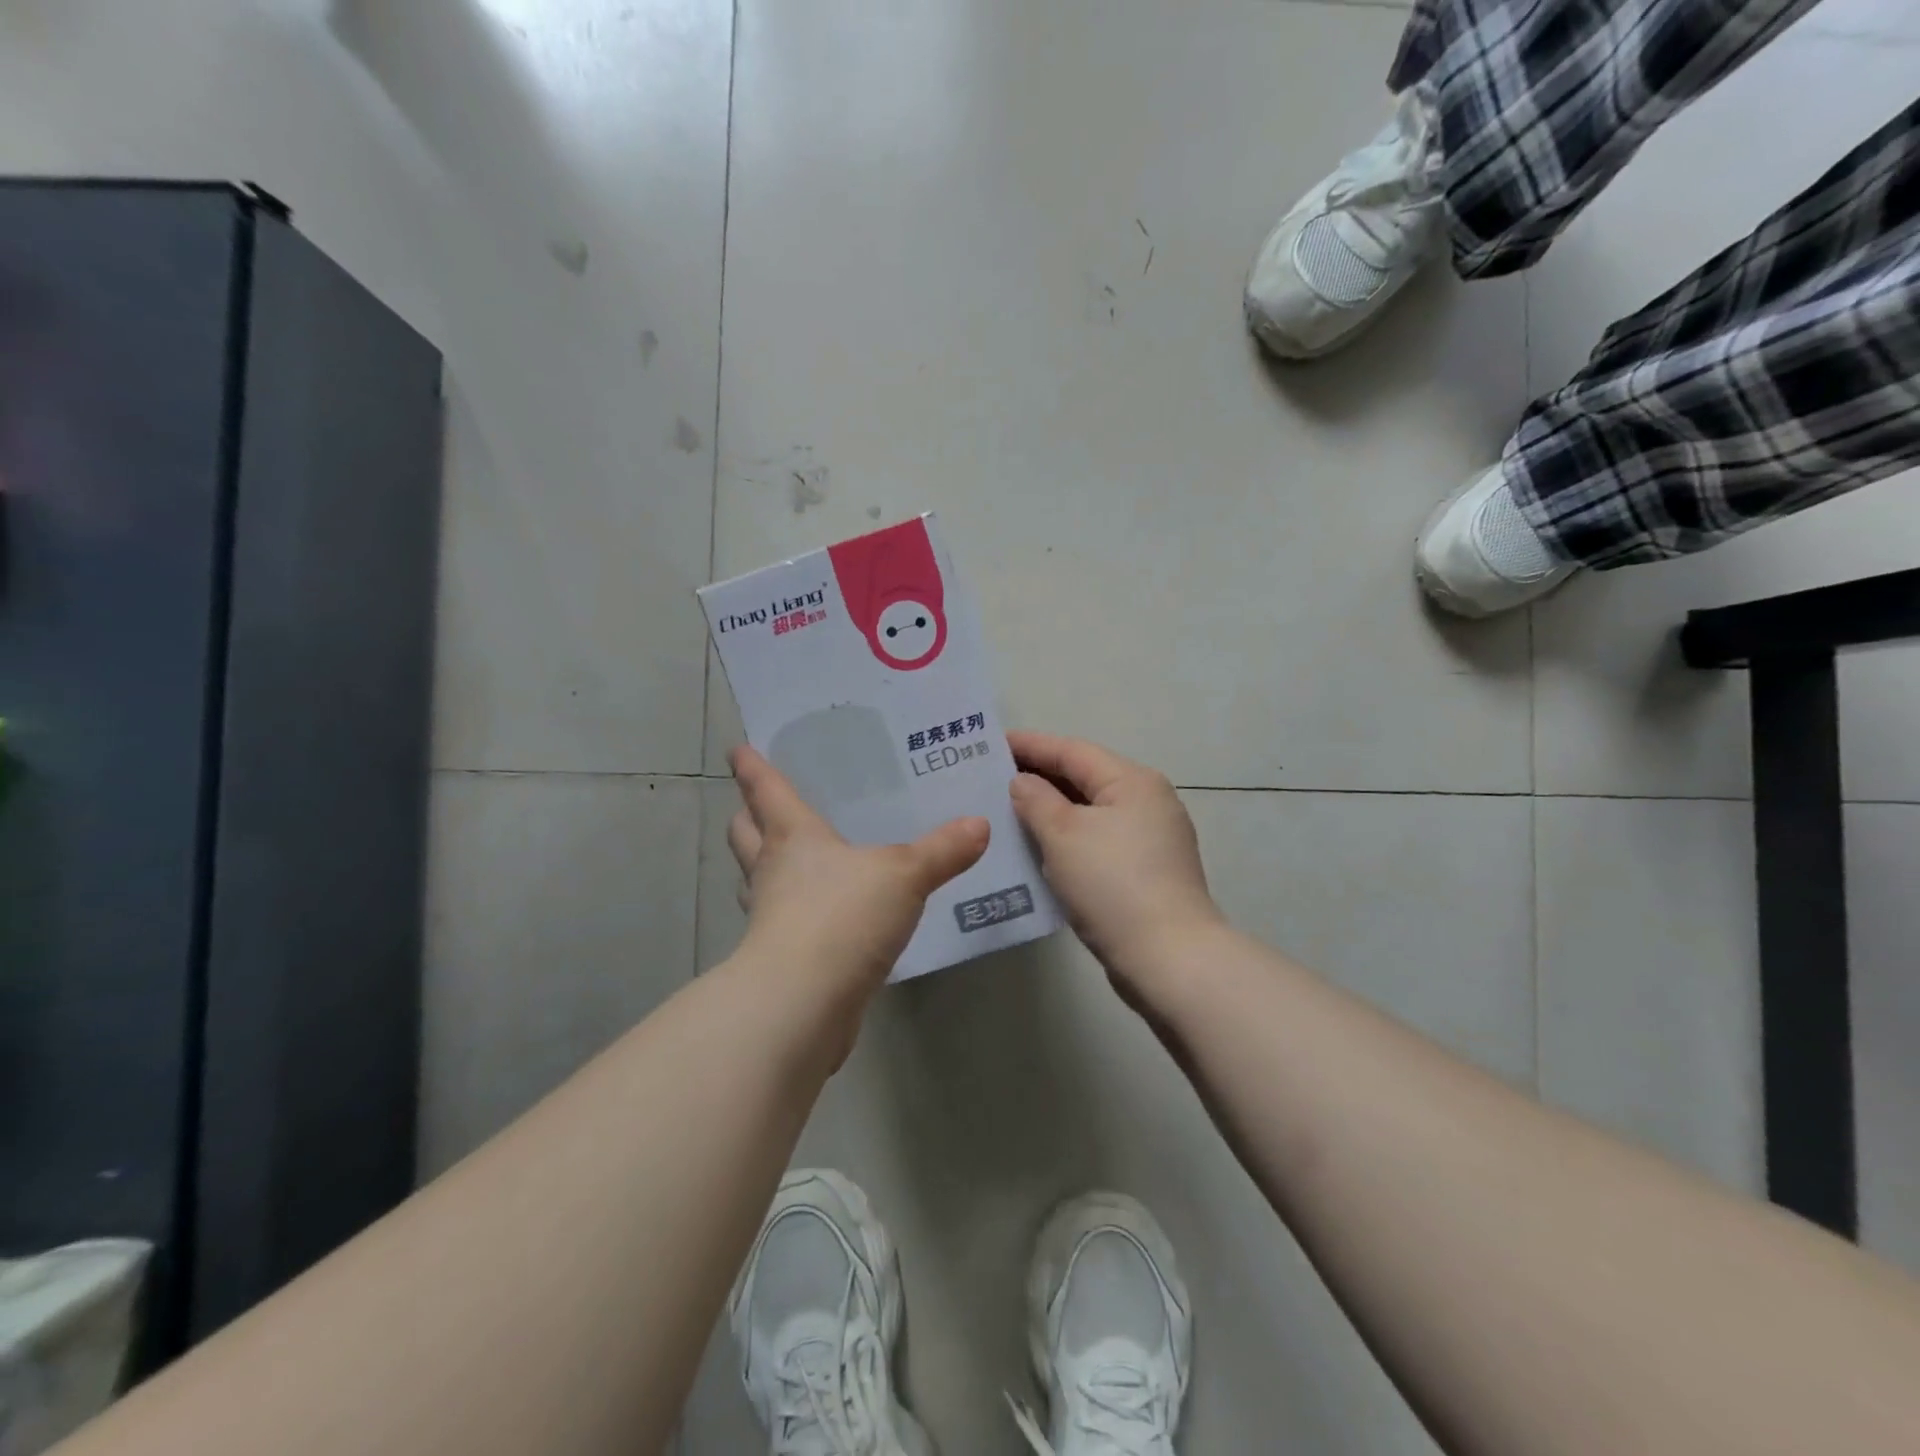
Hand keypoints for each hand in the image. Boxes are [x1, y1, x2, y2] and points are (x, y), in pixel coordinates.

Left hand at [727, 746, 989, 992]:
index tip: (737, 748)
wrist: (805, 1001)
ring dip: (763, 866)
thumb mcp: (904, 875)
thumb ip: (941, 850)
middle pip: (745, 834)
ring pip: (755, 879)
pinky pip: (780, 921)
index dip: (751, 767)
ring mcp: (769, 917)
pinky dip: (792, 912)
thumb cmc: (843, 915)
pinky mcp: (779, 958)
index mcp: (793, 837)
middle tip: (758, 804)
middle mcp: (772, 870)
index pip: (766, 790)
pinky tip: (820, 916)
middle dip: (747, 817)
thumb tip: (979, 824)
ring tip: (787, 859)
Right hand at [1008, 732, 1224, 988]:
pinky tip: (1038, 849)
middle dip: (1038, 777)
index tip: (990, 743)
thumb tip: (1022, 782)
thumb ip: (1036, 800)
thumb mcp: (1064, 835)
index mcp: (1132, 781)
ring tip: (1006, 811)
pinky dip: (1067, 838)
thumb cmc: (1112, 884)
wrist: (1168, 959)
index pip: (1072, 751)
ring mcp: (1151, 838)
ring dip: (1051, 810)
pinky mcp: (1146, 872)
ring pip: (1090, 812)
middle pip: (1084, 778)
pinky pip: (1097, 841)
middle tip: (991, 778)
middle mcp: (1148, 801)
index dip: (1030, 745)